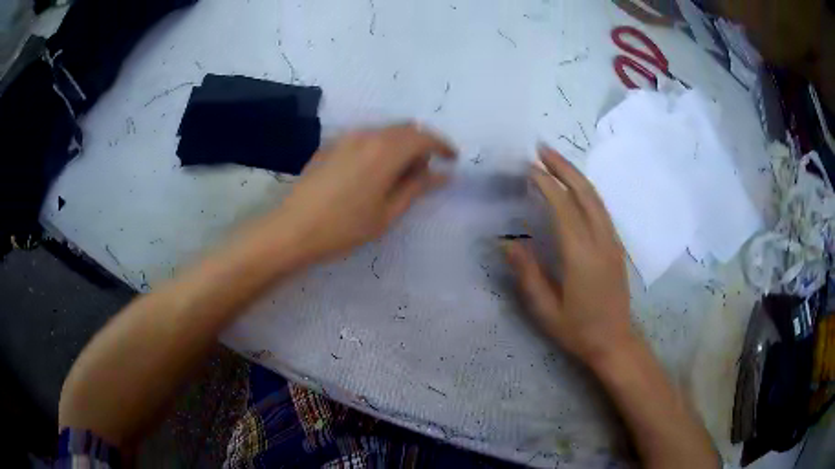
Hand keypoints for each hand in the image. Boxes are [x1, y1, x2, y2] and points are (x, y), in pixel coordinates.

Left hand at [273, 123, 456, 262]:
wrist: (292, 229)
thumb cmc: (344, 227)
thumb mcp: (387, 213)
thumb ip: (417, 187)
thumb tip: (442, 173)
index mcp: (385, 151)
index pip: (424, 137)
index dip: (442, 145)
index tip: (452, 159)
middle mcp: (367, 136)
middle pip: (404, 129)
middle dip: (421, 145)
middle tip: (425, 172)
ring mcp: (345, 138)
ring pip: (383, 133)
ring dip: (399, 146)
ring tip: (398, 176)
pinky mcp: (330, 146)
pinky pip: (364, 139)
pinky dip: (378, 148)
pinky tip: (371, 173)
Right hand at [506, 146, 634, 364]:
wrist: (615, 342)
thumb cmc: (578, 330)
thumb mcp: (546, 310)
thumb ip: (527, 274)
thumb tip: (507, 243)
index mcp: (581, 256)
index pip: (564, 208)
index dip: (546, 184)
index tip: (528, 168)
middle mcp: (601, 241)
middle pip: (584, 193)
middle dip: (563, 167)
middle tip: (542, 149)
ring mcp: (612, 242)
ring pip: (596, 198)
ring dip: (576, 175)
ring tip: (555, 160)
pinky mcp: (616, 246)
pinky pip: (601, 209)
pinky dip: (585, 191)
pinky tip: (573, 188)